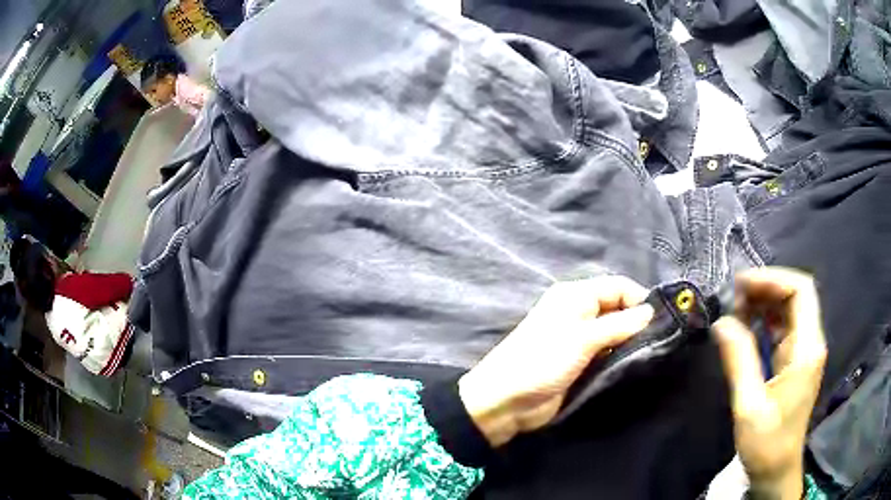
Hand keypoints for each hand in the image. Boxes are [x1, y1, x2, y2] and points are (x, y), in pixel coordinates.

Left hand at [458, 276, 654, 446]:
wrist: (507, 401)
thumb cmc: (543, 361)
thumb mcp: (583, 339)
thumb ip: (619, 324)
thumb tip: (651, 312)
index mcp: (576, 295)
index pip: (618, 286)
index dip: (640, 300)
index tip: (662, 322)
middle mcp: (579, 311)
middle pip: (618, 308)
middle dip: (638, 321)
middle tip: (660, 341)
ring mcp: (579, 338)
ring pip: (615, 331)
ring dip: (630, 340)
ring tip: (652, 354)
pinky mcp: (580, 361)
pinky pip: (607, 351)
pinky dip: (620, 355)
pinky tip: (635, 364)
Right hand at [712, 268, 826, 499]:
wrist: (777, 470)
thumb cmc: (767, 443)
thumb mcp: (749, 406)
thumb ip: (739, 361)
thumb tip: (722, 323)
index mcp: (807, 349)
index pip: (801, 291)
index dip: (773, 279)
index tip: (742, 285)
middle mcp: (811, 342)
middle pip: (796, 295)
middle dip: (766, 287)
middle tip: (733, 296)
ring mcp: (804, 351)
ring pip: (790, 309)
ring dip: (764, 302)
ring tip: (736, 307)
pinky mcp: (795, 361)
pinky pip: (783, 327)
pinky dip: (765, 319)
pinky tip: (746, 325)